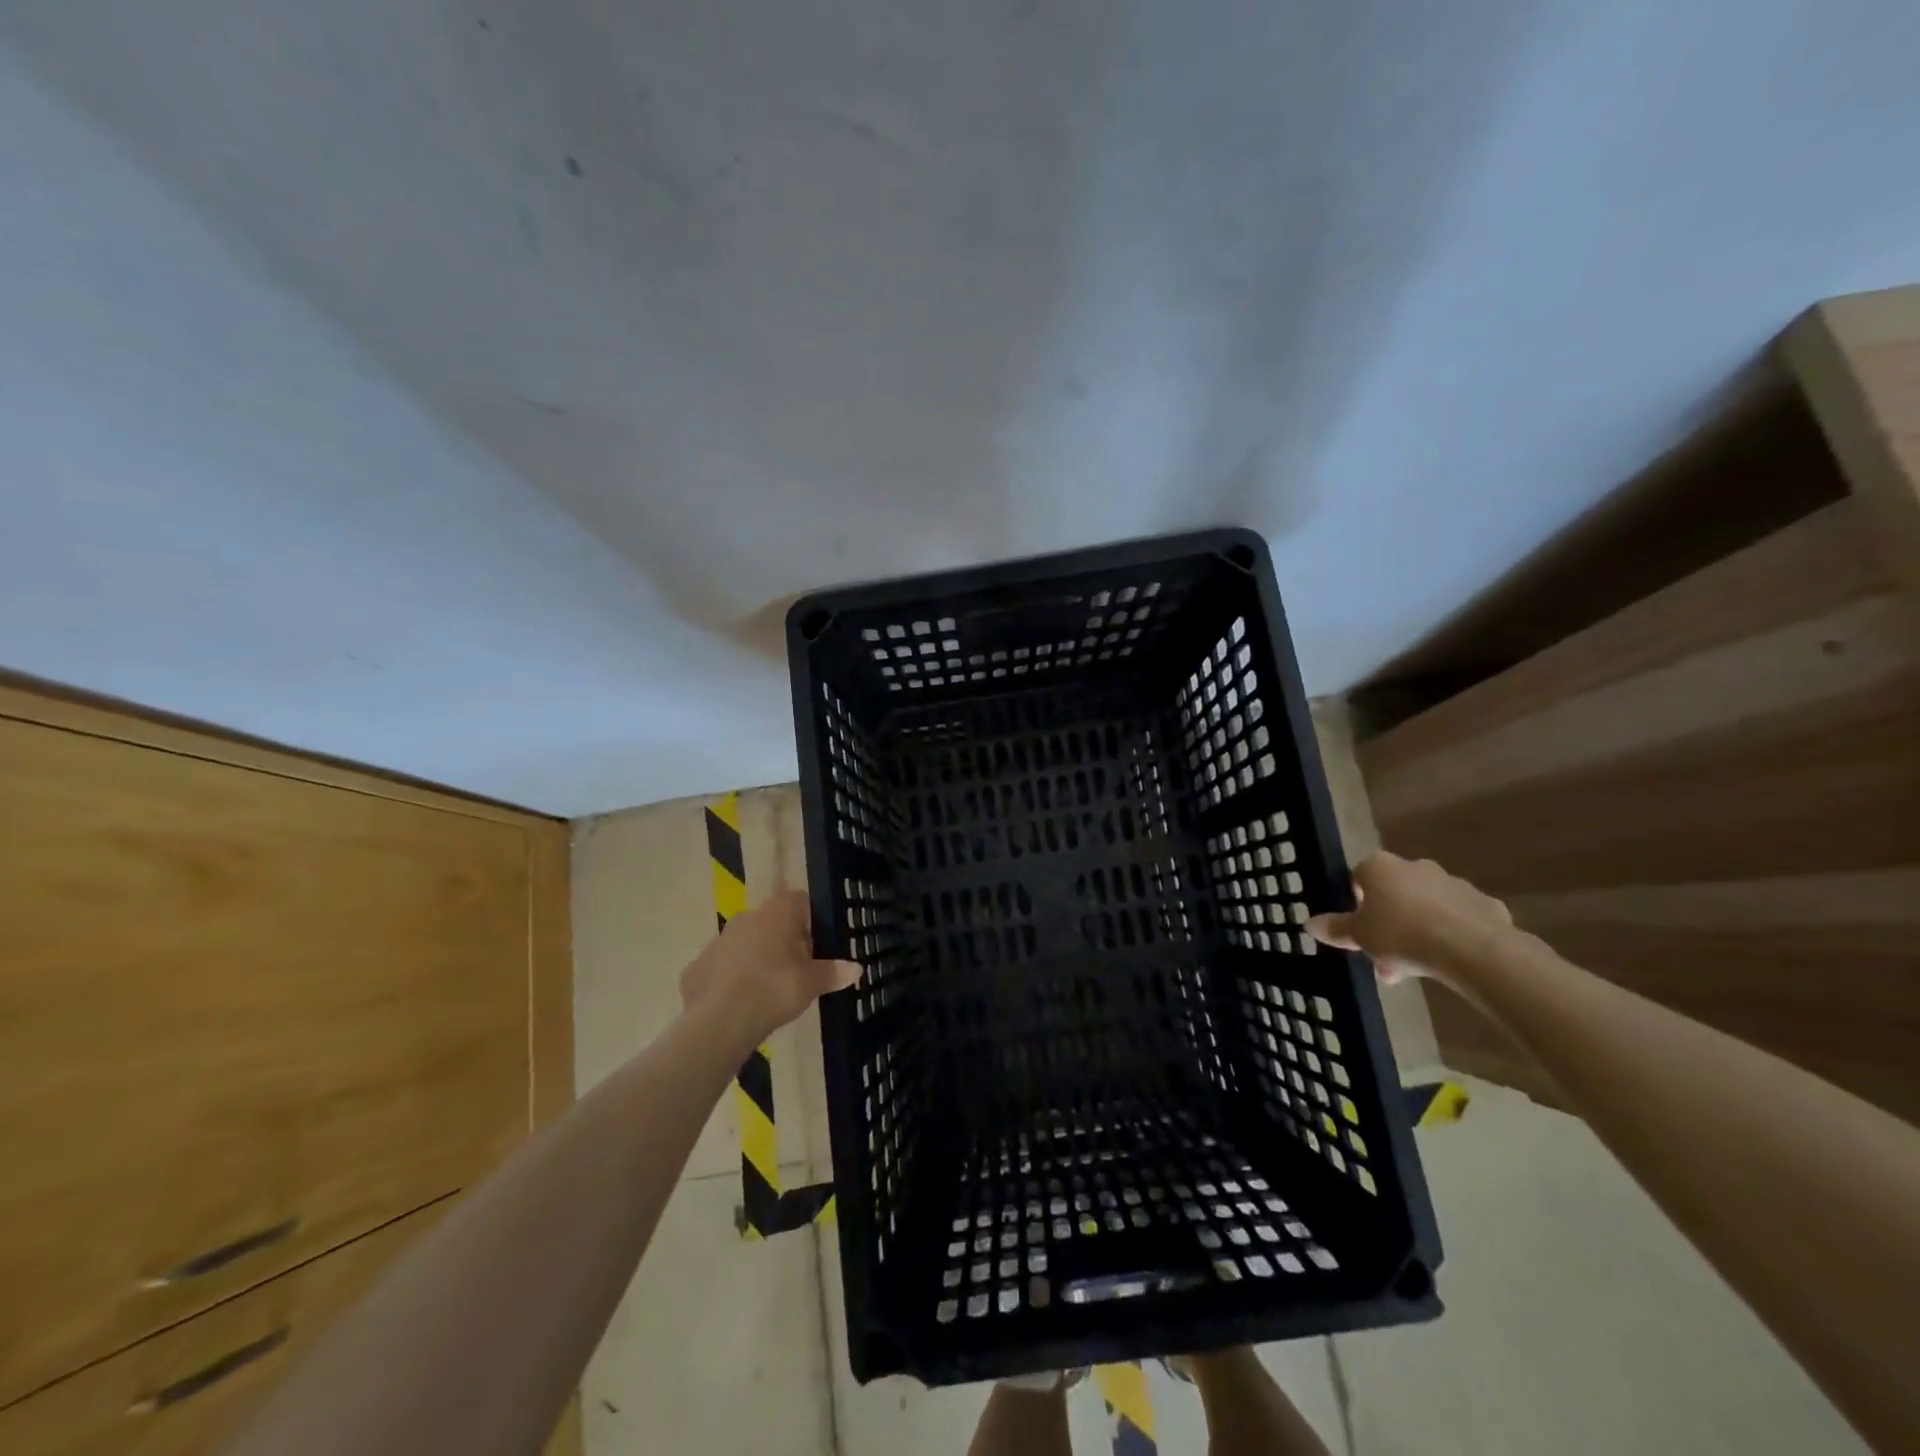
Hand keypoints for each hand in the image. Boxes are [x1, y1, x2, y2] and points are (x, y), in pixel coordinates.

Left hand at [679, 889, 861, 1047]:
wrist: (720, 1020)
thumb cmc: (775, 988)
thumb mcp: (812, 983)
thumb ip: (834, 972)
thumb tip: (857, 968)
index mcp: (778, 911)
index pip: (799, 900)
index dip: (810, 920)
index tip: (815, 947)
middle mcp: (748, 916)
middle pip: (772, 920)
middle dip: (783, 941)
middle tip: (796, 970)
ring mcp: (720, 939)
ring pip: (746, 942)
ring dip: (757, 957)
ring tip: (768, 989)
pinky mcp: (698, 965)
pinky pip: (724, 966)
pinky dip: (733, 978)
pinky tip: (741, 1003)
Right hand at [1306, 852, 1513, 987]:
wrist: (1471, 949)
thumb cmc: (1401, 934)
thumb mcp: (1358, 936)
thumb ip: (1334, 929)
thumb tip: (1308, 924)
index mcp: (1380, 868)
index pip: (1359, 878)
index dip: (1356, 905)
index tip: (1359, 930)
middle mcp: (1415, 867)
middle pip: (1394, 894)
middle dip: (1388, 925)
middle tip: (1384, 958)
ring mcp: (1453, 883)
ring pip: (1427, 907)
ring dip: (1418, 931)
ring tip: (1415, 968)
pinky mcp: (1485, 904)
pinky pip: (1460, 919)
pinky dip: (1452, 935)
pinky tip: (1449, 960)